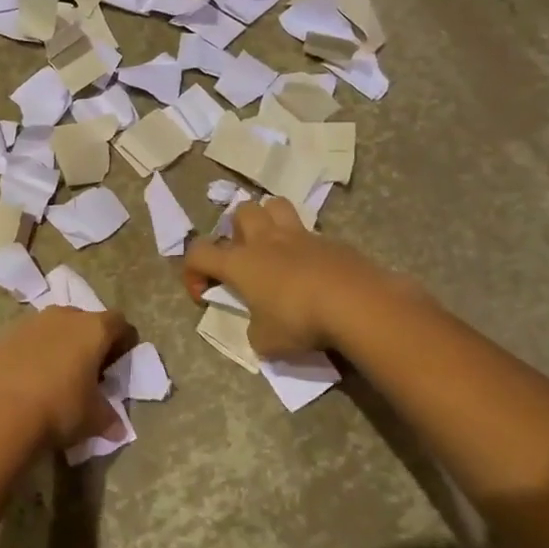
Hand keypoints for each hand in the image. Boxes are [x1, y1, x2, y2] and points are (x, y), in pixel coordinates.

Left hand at [0, 306, 136, 449]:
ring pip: (53, 327)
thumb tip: (118, 428)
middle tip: (87, 370)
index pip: (119, 323)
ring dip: (59, 344)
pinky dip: (32, 352)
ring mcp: (30, 322)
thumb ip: (109, 417)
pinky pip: (27, 338)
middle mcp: (63, 316)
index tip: (118, 364)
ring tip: (55, 374)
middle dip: (89, 341)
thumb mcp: (94, 419)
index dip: (123, 342)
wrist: (0, 414)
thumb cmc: (59, 410)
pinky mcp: (4, 335)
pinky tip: (28, 378)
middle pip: (84, 321)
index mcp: (93, 329)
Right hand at [183, 198, 396, 356]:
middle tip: (246, 258)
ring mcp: (301, 236)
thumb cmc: (300, 320)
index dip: (192, 272)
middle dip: (236, 230)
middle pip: (241, 211)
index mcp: (240, 262)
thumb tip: (261, 329)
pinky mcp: (332, 242)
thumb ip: (256, 332)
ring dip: (270, 220)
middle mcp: (266, 241)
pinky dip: (306, 249)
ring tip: (276, 248)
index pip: (198, 252)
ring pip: (276, 205)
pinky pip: (312, 235)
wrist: (356, 303)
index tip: (204, 295)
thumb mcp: (266, 341)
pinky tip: (315, 273)